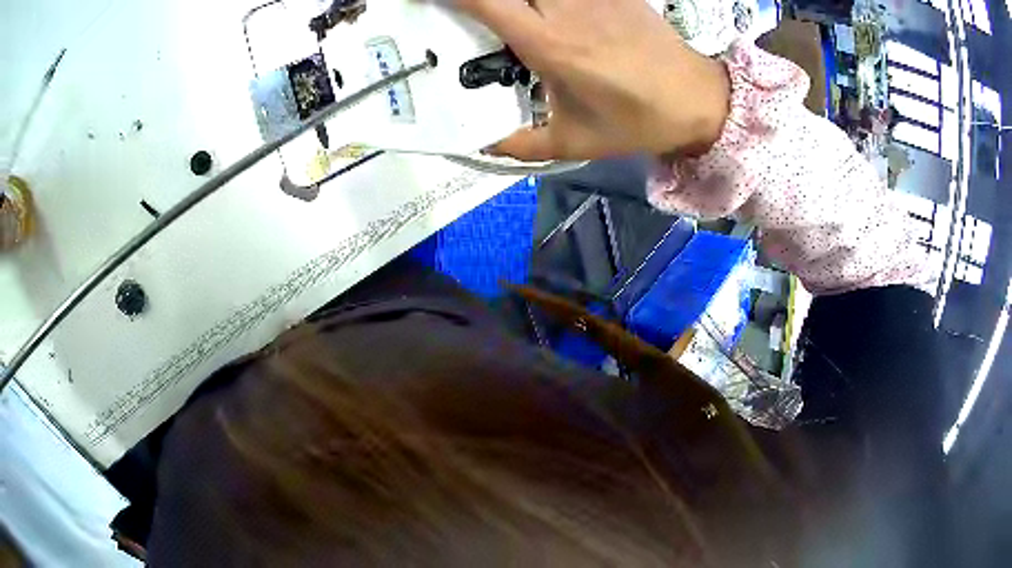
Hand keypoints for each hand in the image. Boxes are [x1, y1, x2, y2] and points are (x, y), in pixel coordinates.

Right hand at [456, 0, 730, 160]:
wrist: (697, 100)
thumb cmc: (635, 122)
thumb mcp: (572, 142)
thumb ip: (518, 143)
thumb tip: (480, 143)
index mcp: (549, 43)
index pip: (484, 0)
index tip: (427, 1)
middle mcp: (566, 8)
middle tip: (468, 12)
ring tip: (506, 13)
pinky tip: (544, 10)